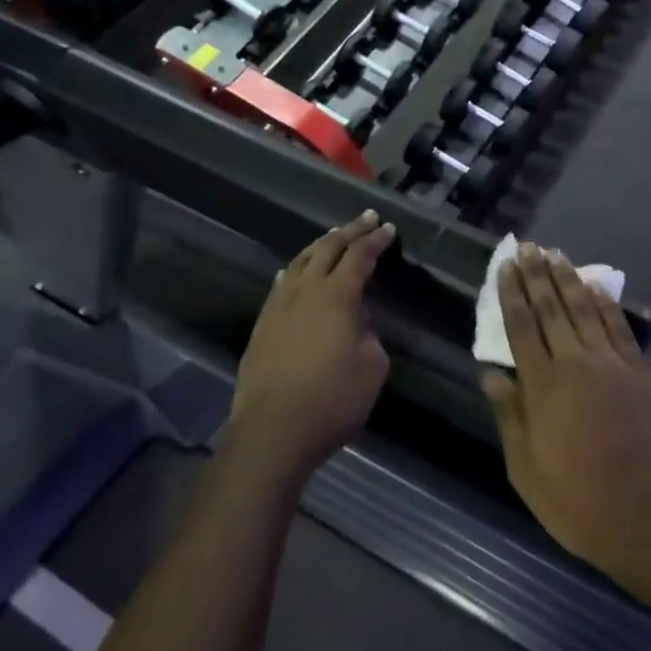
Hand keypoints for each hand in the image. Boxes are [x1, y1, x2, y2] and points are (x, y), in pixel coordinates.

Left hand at [229, 212, 394, 476]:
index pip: (359, 256)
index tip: (389, 229)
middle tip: (366, 219)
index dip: (376, 241)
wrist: (273, 431)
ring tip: (332, 237)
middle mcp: (305, 291)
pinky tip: (293, 271)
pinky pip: (281, 284)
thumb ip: (369, 335)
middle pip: (327, 249)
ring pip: (299, 262)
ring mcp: (278, 306)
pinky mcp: (262, 326)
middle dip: (349, 231)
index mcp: (337, 296)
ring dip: (320, 246)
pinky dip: (295, 269)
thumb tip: (356, 324)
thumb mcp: (373, 366)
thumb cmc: (333, 399)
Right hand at [480, 245, 650, 592]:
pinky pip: (620, 328)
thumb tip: (490, 373)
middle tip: (527, 247)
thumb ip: (509, 414)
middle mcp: (576, 364)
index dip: (511, 293)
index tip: (504, 266)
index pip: (521, 326)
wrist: (643, 518)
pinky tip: (596, 286)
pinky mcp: (641, 373)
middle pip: (552, 308)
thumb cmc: (574, 499)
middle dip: (537, 275)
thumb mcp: (524, 466)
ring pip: (585, 310)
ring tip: (556, 254)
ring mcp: (613, 365)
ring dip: (569, 279)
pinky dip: (606, 304)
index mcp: (543, 386)